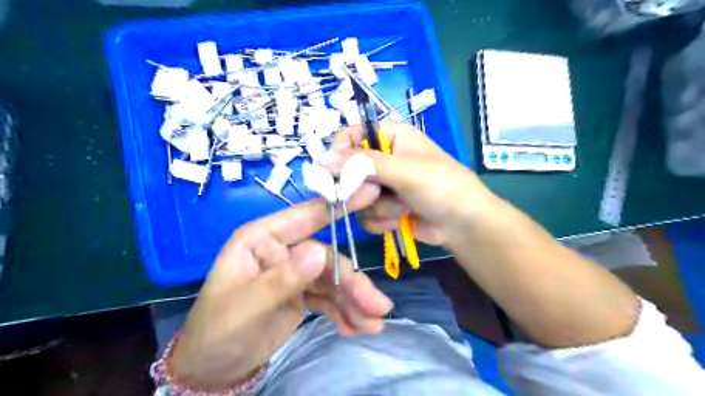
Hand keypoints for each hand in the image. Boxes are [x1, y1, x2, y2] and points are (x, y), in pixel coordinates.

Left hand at [168, 197, 393, 388]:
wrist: (212, 368)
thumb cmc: (217, 331)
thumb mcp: (246, 307)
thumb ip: (282, 279)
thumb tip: (320, 252)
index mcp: (263, 239)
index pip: (306, 216)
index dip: (339, 205)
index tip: (372, 194)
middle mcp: (283, 249)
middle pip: (328, 257)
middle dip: (353, 283)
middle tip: (378, 307)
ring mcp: (294, 271)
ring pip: (333, 279)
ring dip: (354, 301)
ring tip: (373, 324)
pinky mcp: (302, 292)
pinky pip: (329, 298)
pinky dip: (344, 311)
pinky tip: (356, 328)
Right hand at [321, 120, 496, 244]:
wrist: (464, 226)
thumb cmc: (442, 188)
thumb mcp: (405, 171)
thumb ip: (364, 164)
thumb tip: (321, 159)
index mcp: (391, 137)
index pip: (351, 135)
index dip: (339, 153)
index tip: (331, 174)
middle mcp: (384, 159)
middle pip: (349, 170)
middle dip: (362, 188)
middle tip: (375, 196)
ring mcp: (383, 185)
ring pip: (357, 196)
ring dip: (378, 207)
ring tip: (402, 209)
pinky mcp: (384, 208)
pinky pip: (365, 215)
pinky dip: (381, 220)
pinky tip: (400, 221)